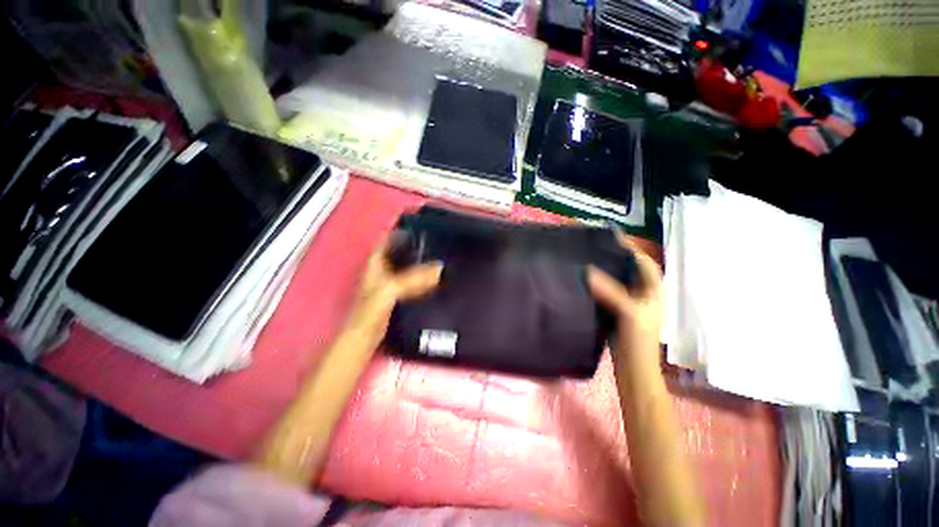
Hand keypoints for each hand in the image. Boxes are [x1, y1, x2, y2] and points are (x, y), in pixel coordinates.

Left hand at [345, 235, 442, 341]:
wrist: (366, 338)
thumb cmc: (370, 312)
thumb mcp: (390, 290)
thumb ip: (414, 278)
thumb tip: (440, 268)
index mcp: (376, 262)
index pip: (389, 237)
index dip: (403, 228)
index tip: (423, 223)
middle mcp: (384, 268)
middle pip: (402, 250)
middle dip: (418, 243)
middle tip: (439, 239)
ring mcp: (391, 282)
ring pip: (409, 265)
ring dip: (422, 260)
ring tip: (441, 254)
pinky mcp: (399, 295)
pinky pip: (414, 280)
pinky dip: (424, 276)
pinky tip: (437, 277)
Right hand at [587, 232, 662, 369]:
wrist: (633, 369)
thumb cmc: (638, 341)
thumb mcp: (629, 313)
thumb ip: (611, 291)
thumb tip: (586, 271)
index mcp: (652, 288)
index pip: (641, 260)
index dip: (627, 246)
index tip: (607, 235)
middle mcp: (641, 291)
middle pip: (626, 267)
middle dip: (611, 255)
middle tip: (589, 246)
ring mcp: (628, 301)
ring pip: (614, 279)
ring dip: (602, 269)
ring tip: (582, 258)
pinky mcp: (615, 310)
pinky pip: (605, 290)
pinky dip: (595, 283)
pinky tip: (581, 280)